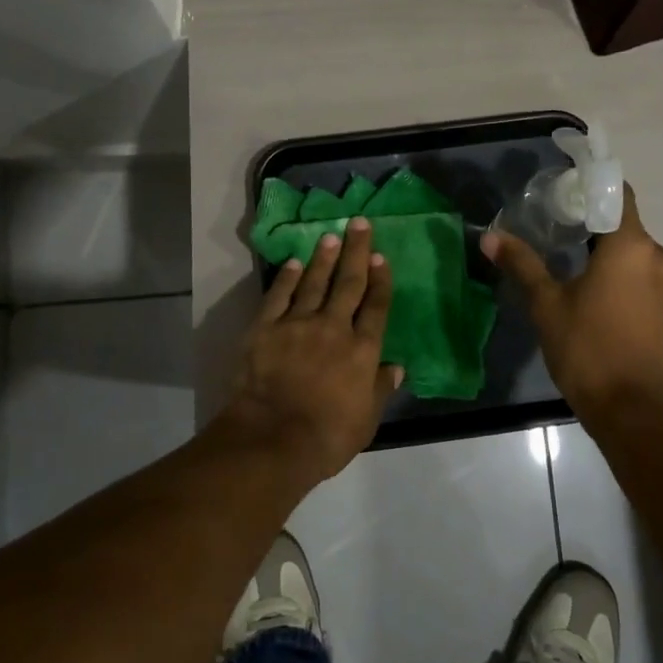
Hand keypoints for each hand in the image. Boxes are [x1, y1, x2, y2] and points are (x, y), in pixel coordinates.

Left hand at [219, 218, 400, 486]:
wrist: (273, 439)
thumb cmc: (327, 436)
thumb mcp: (367, 420)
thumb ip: (381, 388)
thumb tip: (396, 366)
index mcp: (362, 350)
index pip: (376, 306)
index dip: (380, 279)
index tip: (381, 257)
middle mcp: (334, 328)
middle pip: (348, 283)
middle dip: (356, 251)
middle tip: (360, 223)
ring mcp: (298, 324)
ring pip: (315, 283)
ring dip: (324, 257)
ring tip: (331, 235)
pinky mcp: (266, 329)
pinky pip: (279, 296)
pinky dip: (288, 278)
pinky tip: (295, 263)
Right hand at [481, 185, 662, 425]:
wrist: (632, 410)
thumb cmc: (588, 349)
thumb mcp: (546, 304)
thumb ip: (522, 264)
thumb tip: (490, 236)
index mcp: (631, 246)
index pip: (616, 194)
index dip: (589, 186)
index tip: (560, 191)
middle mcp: (656, 257)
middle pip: (622, 222)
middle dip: (589, 220)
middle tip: (551, 223)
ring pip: (631, 250)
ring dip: (602, 248)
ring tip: (563, 253)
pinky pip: (639, 274)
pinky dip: (616, 271)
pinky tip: (587, 286)